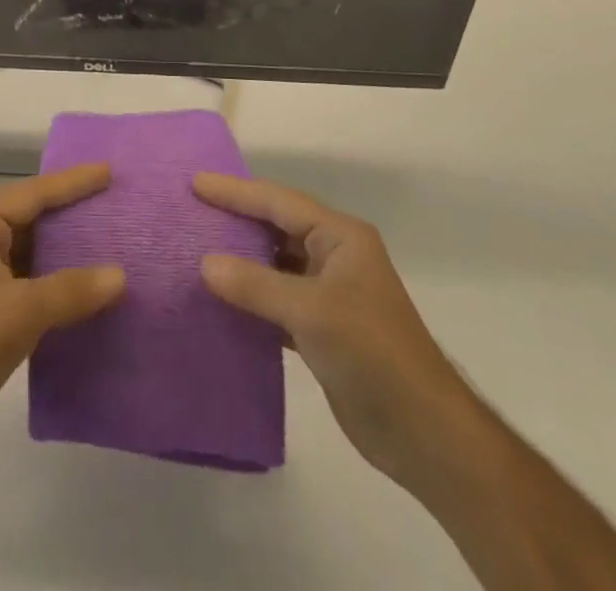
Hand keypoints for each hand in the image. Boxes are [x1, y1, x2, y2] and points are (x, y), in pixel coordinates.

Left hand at [0, 165, 125, 473]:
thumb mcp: (18, 313)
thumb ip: (70, 290)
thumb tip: (120, 275)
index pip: (30, 194)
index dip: (71, 182)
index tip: (108, 171)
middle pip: (32, 217)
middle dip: (71, 211)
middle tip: (114, 200)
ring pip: (34, 251)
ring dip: (68, 249)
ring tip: (112, 238)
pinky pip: (33, 282)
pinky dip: (60, 282)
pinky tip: (91, 287)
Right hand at [194, 174, 473, 493]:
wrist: (424, 433)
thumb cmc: (372, 353)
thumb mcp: (311, 311)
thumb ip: (256, 285)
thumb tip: (205, 263)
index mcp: (341, 237)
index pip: (279, 202)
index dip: (236, 192)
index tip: (195, 183)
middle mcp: (335, 256)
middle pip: (276, 228)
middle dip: (236, 219)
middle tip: (191, 211)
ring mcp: (330, 293)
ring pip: (275, 264)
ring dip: (241, 260)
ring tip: (196, 250)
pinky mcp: (323, 329)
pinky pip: (277, 299)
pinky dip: (251, 297)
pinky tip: (221, 300)